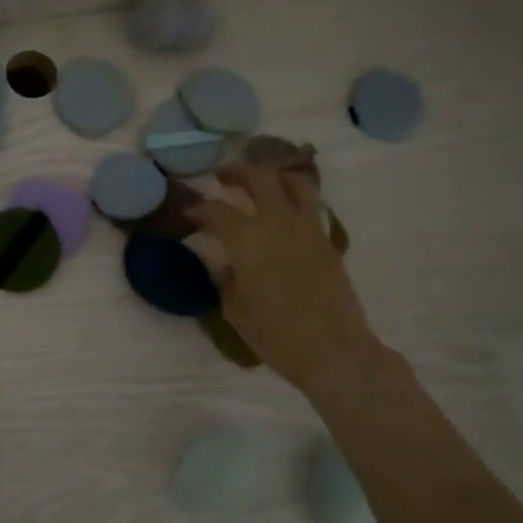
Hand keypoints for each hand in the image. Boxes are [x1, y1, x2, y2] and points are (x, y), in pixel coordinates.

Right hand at [188, 160, 384, 394]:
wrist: (333, 351)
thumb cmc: (275, 335)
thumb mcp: (235, 309)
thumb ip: (226, 278)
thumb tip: (224, 263)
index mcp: (247, 240)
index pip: (216, 211)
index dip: (198, 209)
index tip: (188, 214)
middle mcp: (277, 223)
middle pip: (258, 177)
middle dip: (237, 171)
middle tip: (222, 177)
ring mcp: (307, 228)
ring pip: (293, 181)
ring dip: (273, 175)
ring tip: (260, 183)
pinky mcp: (327, 240)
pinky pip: (311, 205)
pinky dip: (294, 198)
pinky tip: (284, 211)